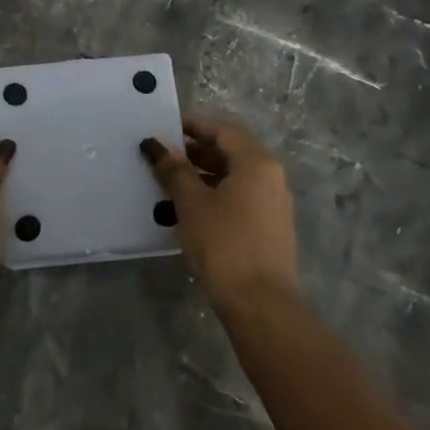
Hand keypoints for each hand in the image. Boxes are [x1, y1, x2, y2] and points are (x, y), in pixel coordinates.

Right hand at [142, 113, 299, 318]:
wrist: (260, 303)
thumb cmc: (224, 243)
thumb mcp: (191, 202)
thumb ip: (173, 170)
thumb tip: (156, 145)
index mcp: (256, 162)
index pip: (222, 130)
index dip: (191, 125)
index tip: (163, 128)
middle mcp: (271, 176)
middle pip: (230, 151)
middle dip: (194, 151)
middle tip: (161, 156)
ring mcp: (273, 203)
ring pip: (233, 176)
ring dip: (202, 174)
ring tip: (168, 183)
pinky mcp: (269, 227)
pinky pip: (239, 197)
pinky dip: (214, 194)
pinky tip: (187, 209)